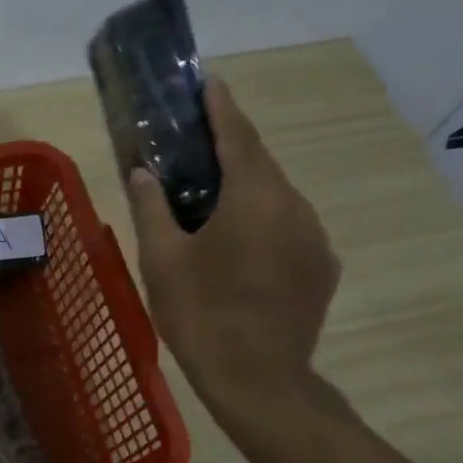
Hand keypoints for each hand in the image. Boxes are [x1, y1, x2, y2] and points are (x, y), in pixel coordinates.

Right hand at [124, 77, 339, 413]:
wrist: (259, 380)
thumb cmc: (201, 313)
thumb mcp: (162, 259)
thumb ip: (151, 208)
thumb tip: (141, 172)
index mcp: (254, 197)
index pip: (238, 135)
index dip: (221, 106)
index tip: (209, 82)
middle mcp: (294, 206)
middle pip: (260, 163)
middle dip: (230, 146)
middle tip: (196, 140)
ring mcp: (314, 238)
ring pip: (276, 195)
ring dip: (246, 185)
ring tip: (210, 195)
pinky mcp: (321, 267)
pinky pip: (289, 226)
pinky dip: (263, 219)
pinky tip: (238, 242)